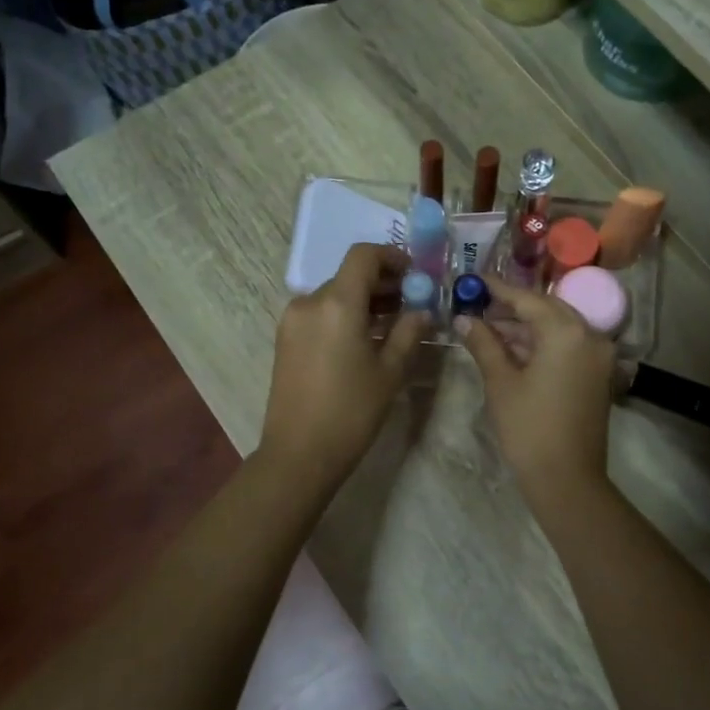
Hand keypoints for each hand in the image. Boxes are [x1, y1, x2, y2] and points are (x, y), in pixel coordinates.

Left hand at [259, 244, 427, 487]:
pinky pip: (320, 314)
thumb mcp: (390, 371)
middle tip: (412, 302)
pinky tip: (365, 340)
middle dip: (382, 283)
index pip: (363, 256)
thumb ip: (409, 332)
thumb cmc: (351, 411)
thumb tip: (423, 310)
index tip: (414, 274)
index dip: (391, 257)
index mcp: (337, 303)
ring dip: (364, 301)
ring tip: (393, 324)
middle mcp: (309, 302)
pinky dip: (345, 315)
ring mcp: (293, 321)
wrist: (299, 453)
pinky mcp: (286, 339)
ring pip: (335, 295)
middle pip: (349, 276)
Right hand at [457, 280, 615, 496]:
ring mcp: (598, 356)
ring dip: (525, 328)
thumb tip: (464, 319)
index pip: (528, 299)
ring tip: (487, 329)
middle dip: (512, 307)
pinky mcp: (597, 374)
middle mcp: (590, 335)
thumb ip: (484, 344)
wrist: (567, 479)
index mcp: (567, 332)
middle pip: (547, 309)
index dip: (498, 289)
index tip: (473, 280)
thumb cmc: (529, 428)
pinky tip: (512, 349)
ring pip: (557, 328)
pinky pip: (567, 346)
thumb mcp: (501, 382)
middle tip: (478, 306)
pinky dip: (541, 344)